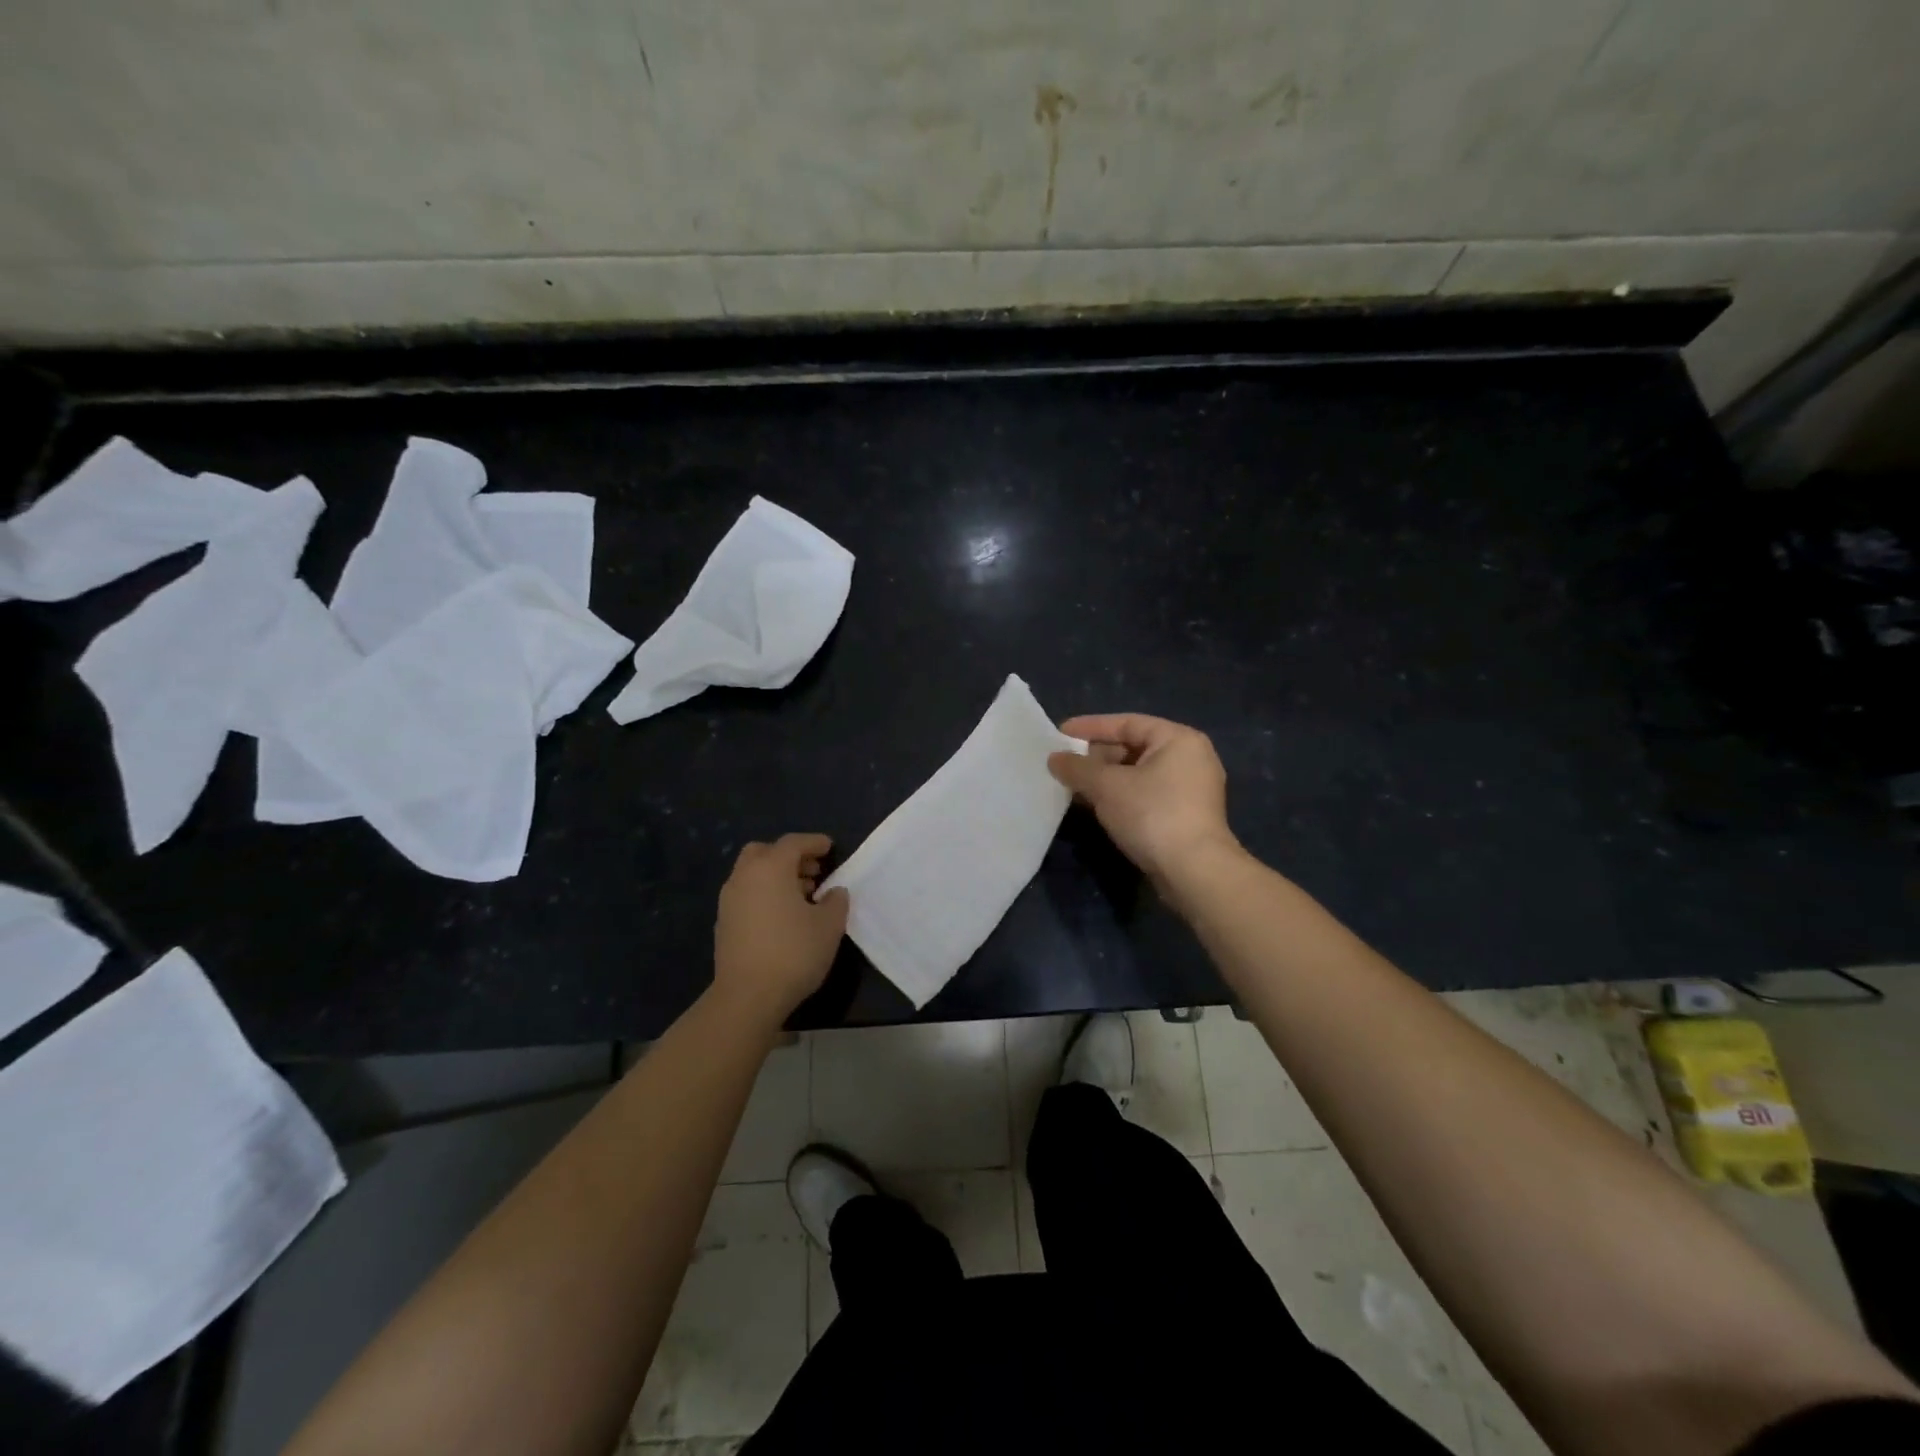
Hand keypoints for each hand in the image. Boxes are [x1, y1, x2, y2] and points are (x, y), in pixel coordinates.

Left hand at [713, 833, 848, 1025]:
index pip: (793, 843)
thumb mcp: (829, 926)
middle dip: (789, 856)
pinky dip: (763, 894)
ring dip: (776, 876)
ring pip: (752, 874)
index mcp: (770, 868)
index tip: (830, 847)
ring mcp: (729, 900)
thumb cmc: (793, 952)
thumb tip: (834, 892)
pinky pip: (746, 895)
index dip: (814, 842)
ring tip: (802, 896)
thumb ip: (836, 901)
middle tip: (812, 871)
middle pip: (765, 852)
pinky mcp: (723, 923)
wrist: (747, 997)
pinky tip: (782, 917)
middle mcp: (744, 876)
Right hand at [1048, 714, 1240, 887]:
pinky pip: (1145, 794)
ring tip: (1072, 784)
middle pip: (1133, 747)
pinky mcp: (1185, 815)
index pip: (1127, 723)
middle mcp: (1189, 758)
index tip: (1060, 732)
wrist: (1194, 872)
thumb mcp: (1107, 786)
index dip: (1090, 726)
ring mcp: (1190, 789)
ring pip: (1137, 774)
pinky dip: (1119, 796)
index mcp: (1178, 739)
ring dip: (1104, 778)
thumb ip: (1077, 768)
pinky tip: (1093, 804)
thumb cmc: (1152, 815)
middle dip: (1096, 756)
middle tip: (1063, 762)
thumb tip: (1054, 758)